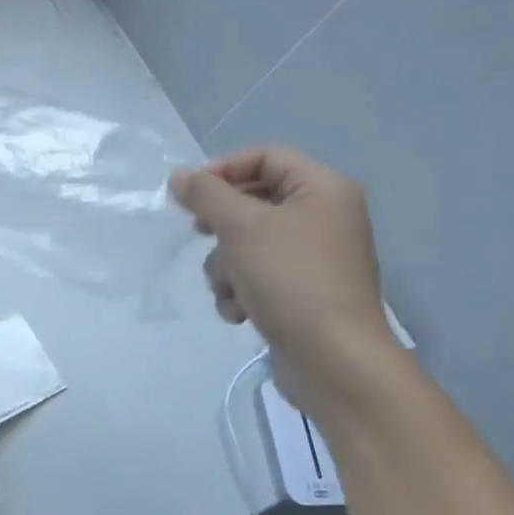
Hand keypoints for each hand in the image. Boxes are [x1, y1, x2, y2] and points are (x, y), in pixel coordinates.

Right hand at [172, 146, 398, 415]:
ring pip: (247, 242)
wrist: (332, 357)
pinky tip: (241, 311)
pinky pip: (257, 275)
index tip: (189, 193)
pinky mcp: (301, 290)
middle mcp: (323, 216)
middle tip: (200, 235)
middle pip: (253, 201)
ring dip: (226, 266)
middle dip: (221, 226)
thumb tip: (180, 176)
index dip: (223, 169)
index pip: (265, 157)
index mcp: (322, 189)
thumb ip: (207, 196)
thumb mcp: (241, 228)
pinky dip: (241, 290)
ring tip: (230, 289)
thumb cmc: (291, 280)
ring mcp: (313, 256)